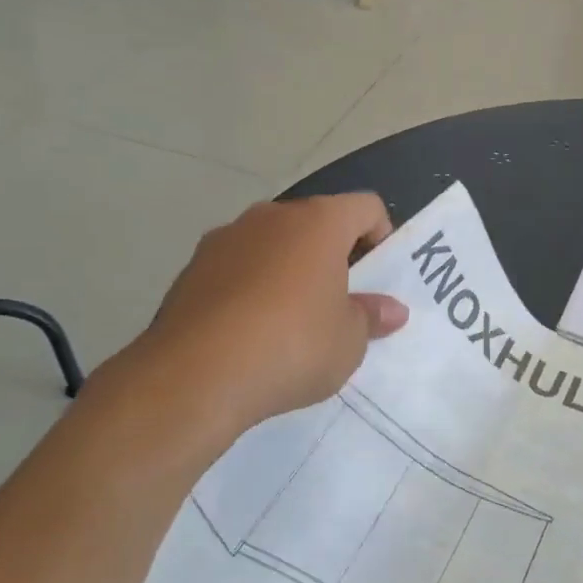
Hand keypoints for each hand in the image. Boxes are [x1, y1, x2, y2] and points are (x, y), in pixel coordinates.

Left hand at [89, 195, 408, 460]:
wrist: (193, 376)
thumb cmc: (292, 346)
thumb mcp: (348, 341)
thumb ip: (371, 317)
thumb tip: (392, 310)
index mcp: (319, 222)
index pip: (365, 207)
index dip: (381, 236)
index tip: (377, 277)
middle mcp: (272, 216)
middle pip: (316, 222)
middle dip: (332, 254)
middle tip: (339, 301)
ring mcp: (225, 238)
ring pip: (273, 243)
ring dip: (289, 269)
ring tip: (290, 320)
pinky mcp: (190, 268)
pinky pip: (237, 268)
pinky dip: (250, 287)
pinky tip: (249, 332)